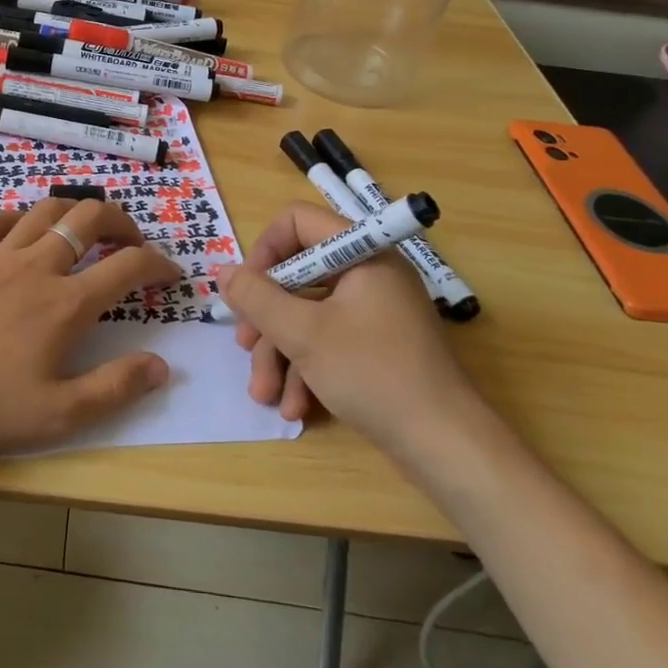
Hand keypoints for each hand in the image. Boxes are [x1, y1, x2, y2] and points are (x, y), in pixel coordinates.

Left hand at [0, 197, 180, 454]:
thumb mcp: (57, 415)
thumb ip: (114, 389)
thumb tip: (161, 366)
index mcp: (66, 304)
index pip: (128, 266)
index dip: (159, 264)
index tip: (172, 274)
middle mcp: (37, 267)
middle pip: (88, 217)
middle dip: (122, 220)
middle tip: (133, 242)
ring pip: (45, 211)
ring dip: (74, 212)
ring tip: (86, 230)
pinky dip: (17, 218)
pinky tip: (22, 231)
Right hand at [217, 201, 479, 452]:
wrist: (444, 446)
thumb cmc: (373, 374)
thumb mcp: (303, 334)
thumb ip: (256, 297)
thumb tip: (223, 272)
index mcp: (363, 253)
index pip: (298, 221)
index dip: (264, 250)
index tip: (246, 289)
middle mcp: (369, 274)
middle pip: (297, 275)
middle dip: (266, 318)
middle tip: (245, 346)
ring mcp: (374, 311)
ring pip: (307, 314)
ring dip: (280, 353)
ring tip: (265, 393)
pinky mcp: (375, 346)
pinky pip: (327, 340)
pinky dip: (306, 369)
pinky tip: (294, 407)